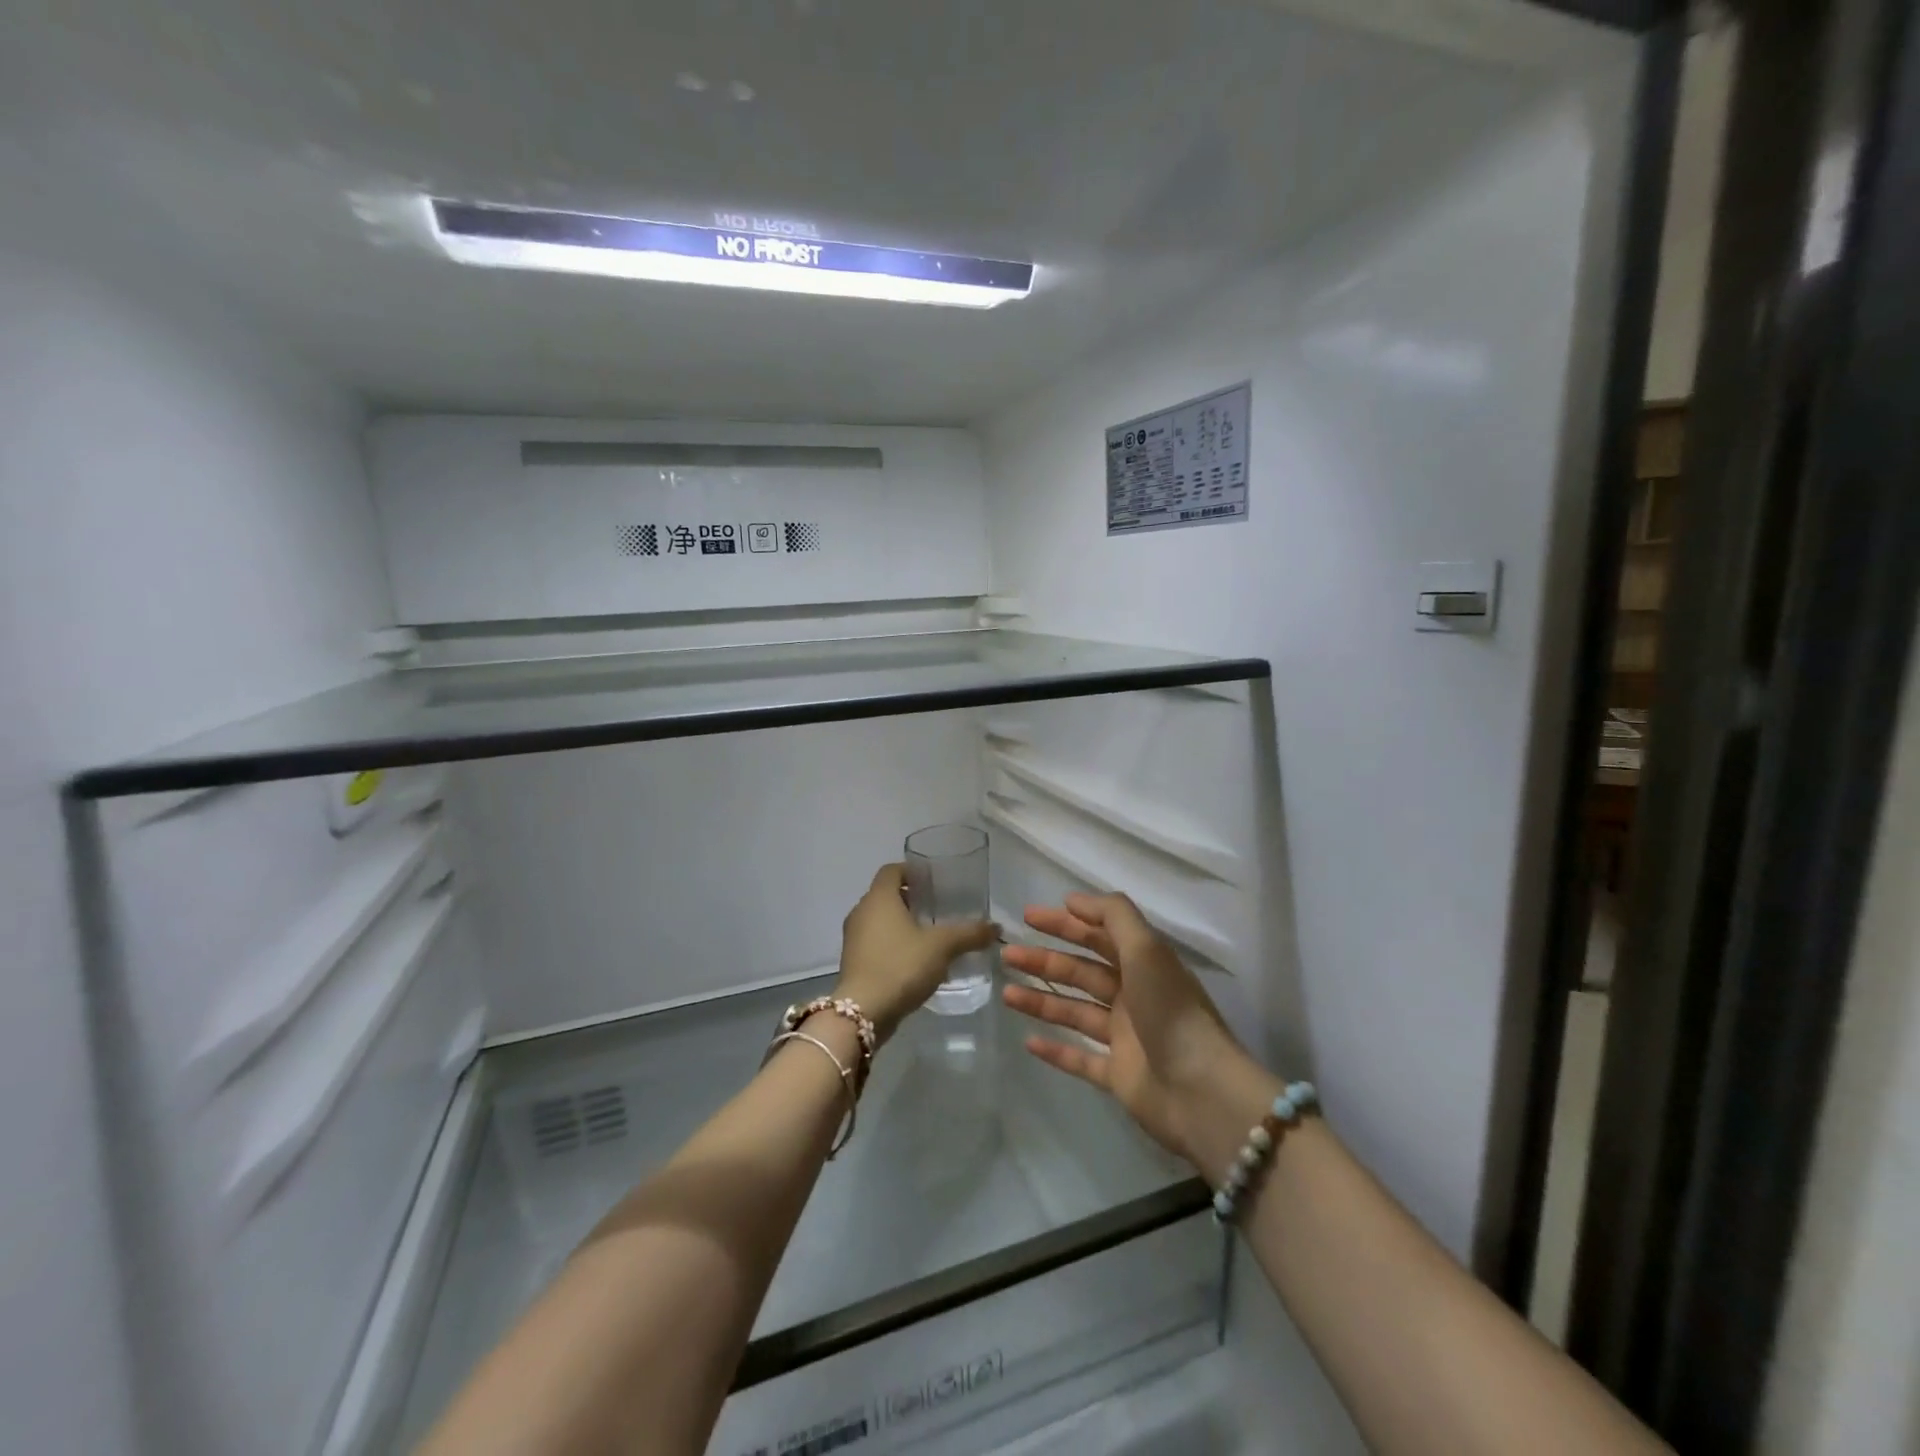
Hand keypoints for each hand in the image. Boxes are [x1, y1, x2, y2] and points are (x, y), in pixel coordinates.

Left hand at [834, 863, 995, 1043]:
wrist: (863, 1012)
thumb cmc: (901, 966)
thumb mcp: (942, 947)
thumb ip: (969, 933)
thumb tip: (995, 927)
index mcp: (879, 898)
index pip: (892, 870)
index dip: (912, 871)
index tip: (934, 880)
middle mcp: (861, 912)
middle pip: (886, 895)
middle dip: (911, 899)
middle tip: (938, 907)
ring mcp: (854, 938)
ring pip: (880, 920)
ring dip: (902, 923)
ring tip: (930, 935)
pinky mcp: (854, 962)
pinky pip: (875, 942)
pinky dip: (893, 944)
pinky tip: (915, 960)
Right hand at [1003, 892, 1249, 1166]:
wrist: (1201, 1092)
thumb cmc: (1171, 1011)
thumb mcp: (1146, 948)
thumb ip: (1113, 916)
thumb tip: (1074, 900)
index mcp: (1144, 965)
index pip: (1098, 936)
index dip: (1065, 923)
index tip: (1028, 916)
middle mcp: (1134, 997)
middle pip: (1081, 972)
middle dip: (1045, 960)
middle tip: (1007, 954)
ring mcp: (1126, 1038)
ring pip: (1075, 1012)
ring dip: (1041, 1000)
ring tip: (1005, 993)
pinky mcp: (1119, 1077)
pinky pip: (1080, 1059)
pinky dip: (1056, 1050)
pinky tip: (1028, 1041)